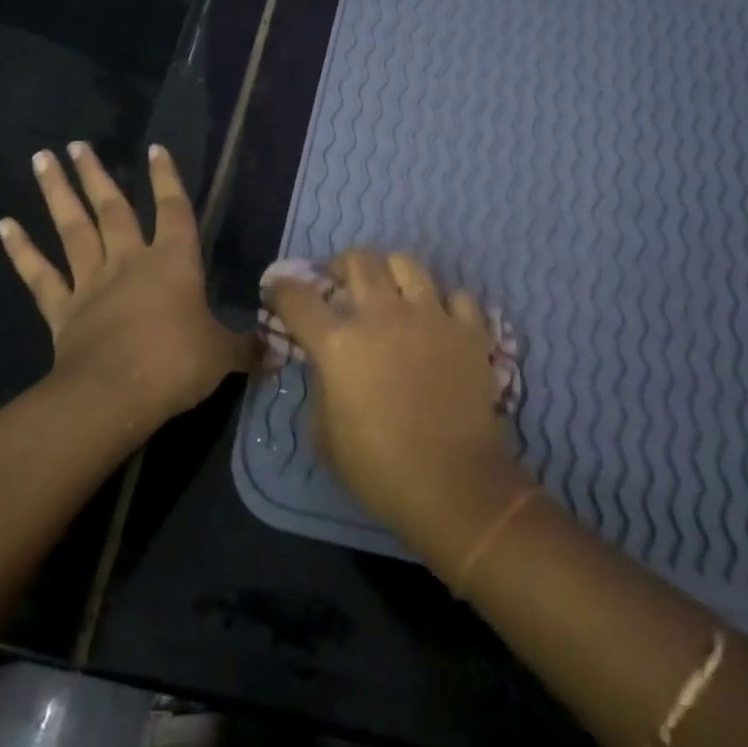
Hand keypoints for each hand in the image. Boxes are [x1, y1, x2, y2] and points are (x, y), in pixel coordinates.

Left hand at [0, 142, 257, 423]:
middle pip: (112, 209)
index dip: (167, 179)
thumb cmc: (176, 364)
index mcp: (173, 263)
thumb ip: (248, 348)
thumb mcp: (222, 356)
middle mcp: (129, 262)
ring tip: (41, 159)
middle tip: (77, 145)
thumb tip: (280, 351)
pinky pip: (39, 274)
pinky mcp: (62, 309)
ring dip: (57, 193)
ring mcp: (91, 283)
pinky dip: (21, 250)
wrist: (116, 394)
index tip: (154, 149)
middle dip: (96, 175)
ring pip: (72, 229)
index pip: (174, 211)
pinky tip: (4, 224)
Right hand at [265, 249, 532, 561]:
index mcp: (338, 343)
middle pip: (357, 260)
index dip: (281, 289)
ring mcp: (430, 317)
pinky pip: (456, 294)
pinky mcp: (469, 330)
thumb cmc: (378, 469)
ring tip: (390, 292)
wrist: (454, 486)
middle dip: (340, 266)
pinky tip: (438, 320)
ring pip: (406, 261)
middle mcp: (382, 316)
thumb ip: (320, 386)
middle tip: (339, 285)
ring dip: (390, 272)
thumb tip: (326, 365)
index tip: (278, 291)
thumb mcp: (324, 434)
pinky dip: (443, 302)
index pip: (297, 297)